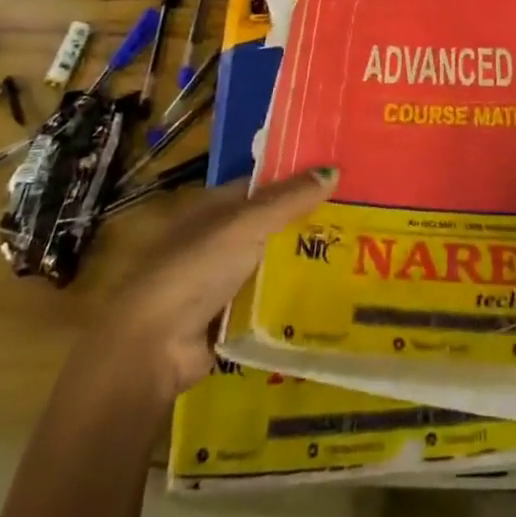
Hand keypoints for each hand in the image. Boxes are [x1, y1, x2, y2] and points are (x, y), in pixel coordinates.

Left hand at [68, 167, 337, 408]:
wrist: (153, 346)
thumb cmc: (196, 268)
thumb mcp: (246, 224)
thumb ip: (290, 200)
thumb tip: (335, 170)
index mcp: (215, 207)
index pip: (264, 186)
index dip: (299, 181)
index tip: (342, 181)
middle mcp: (218, 239)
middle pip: (272, 226)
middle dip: (309, 226)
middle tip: (362, 222)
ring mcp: (223, 281)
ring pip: (274, 266)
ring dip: (305, 266)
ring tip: (358, 261)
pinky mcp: (229, 319)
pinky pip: (270, 303)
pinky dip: (293, 302)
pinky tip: (331, 300)